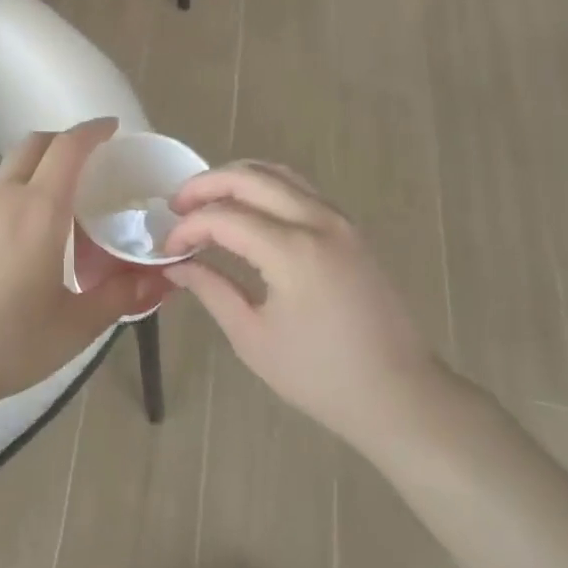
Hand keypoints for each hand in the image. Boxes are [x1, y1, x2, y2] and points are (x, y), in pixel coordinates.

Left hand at [0, 119, 173, 418]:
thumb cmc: (8, 344)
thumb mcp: (75, 326)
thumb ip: (121, 296)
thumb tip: (162, 280)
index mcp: (39, 210)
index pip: (68, 147)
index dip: (92, 131)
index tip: (112, 129)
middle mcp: (1, 197)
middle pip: (34, 145)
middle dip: (63, 142)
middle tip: (89, 162)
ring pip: (8, 172)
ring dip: (36, 172)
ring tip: (57, 211)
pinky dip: (12, 199)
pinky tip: (18, 243)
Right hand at [163, 162, 450, 456]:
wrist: (399, 393)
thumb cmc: (320, 376)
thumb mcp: (253, 337)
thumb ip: (212, 289)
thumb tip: (176, 266)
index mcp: (292, 251)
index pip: (224, 217)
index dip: (188, 228)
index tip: (168, 249)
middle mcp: (317, 221)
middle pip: (250, 177)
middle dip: (205, 185)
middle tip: (176, 207)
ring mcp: (339, 220)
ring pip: (278, 173)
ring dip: (236, 179)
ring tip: (206, 202)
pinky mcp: (350, 228)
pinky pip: (300, 189)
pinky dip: (266, 187)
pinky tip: (247, 210)